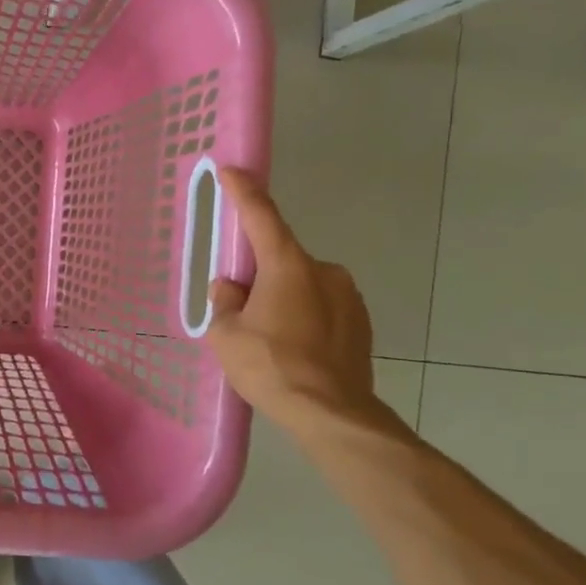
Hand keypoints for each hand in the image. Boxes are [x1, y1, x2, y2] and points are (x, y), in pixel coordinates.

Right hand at [207, 167, 381, 429]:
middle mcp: (323, 271)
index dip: (244, 191)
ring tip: (270, 340)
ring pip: (302, 286)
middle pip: (281, 259)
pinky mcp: (361, 323)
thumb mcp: (226, 335)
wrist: (332, 414)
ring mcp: (348, 297)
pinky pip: (322, 308)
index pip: (261, 216)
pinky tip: (295, 351)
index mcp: (287, 266)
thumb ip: (224, 302)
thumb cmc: (271, 367)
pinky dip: (305, 318)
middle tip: (240, 309)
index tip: (232, 169)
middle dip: (258, 276)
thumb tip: (230, 289)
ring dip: (283, 299)